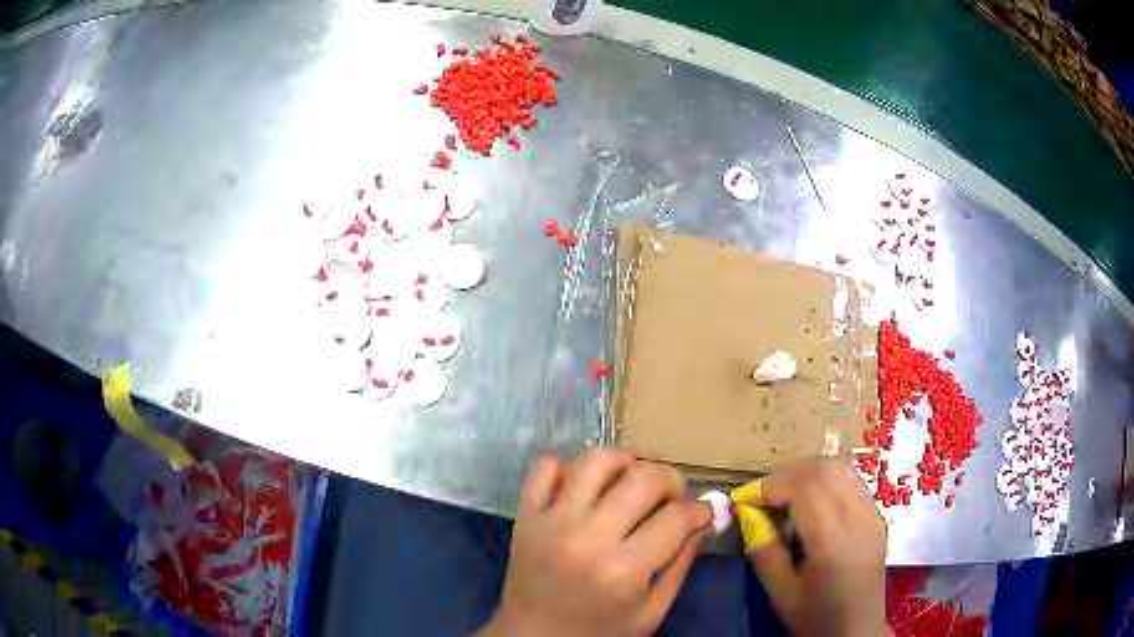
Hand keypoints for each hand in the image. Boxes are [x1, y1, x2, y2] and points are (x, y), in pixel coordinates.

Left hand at [477, 449, 711, 636]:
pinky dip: (569, 466)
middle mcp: (587, 537)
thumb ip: (682, 564)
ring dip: (625, 463)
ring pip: (596, 459)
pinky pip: (545, 465)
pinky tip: (585, 487)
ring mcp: (551, 520)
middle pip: (644, 477)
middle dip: (671, 481)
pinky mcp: (525, 514)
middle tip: (671, 499)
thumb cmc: (599, 632)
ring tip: (631, 484)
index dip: (699, 511)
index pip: (677, 516)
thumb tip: (707, 518)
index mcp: (623, 570)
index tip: (700, 515)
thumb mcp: (651, 612)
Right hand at [732, 457, 887, 636]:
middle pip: (825, 467)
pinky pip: (850, 480)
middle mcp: (859, 517)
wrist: (857, 628)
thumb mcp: (780, 593)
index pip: (806, 486)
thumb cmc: (815, 616)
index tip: (748, 499)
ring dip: (807, 473)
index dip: (773, 484)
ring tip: (786, 497)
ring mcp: (873, 512)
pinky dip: (825, 481)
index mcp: (834, 541)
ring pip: (840, 467)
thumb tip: (748, 514)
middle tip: (766, 497)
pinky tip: (812, 505)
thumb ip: (764, 551)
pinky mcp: (877, 514)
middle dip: (789, 473)